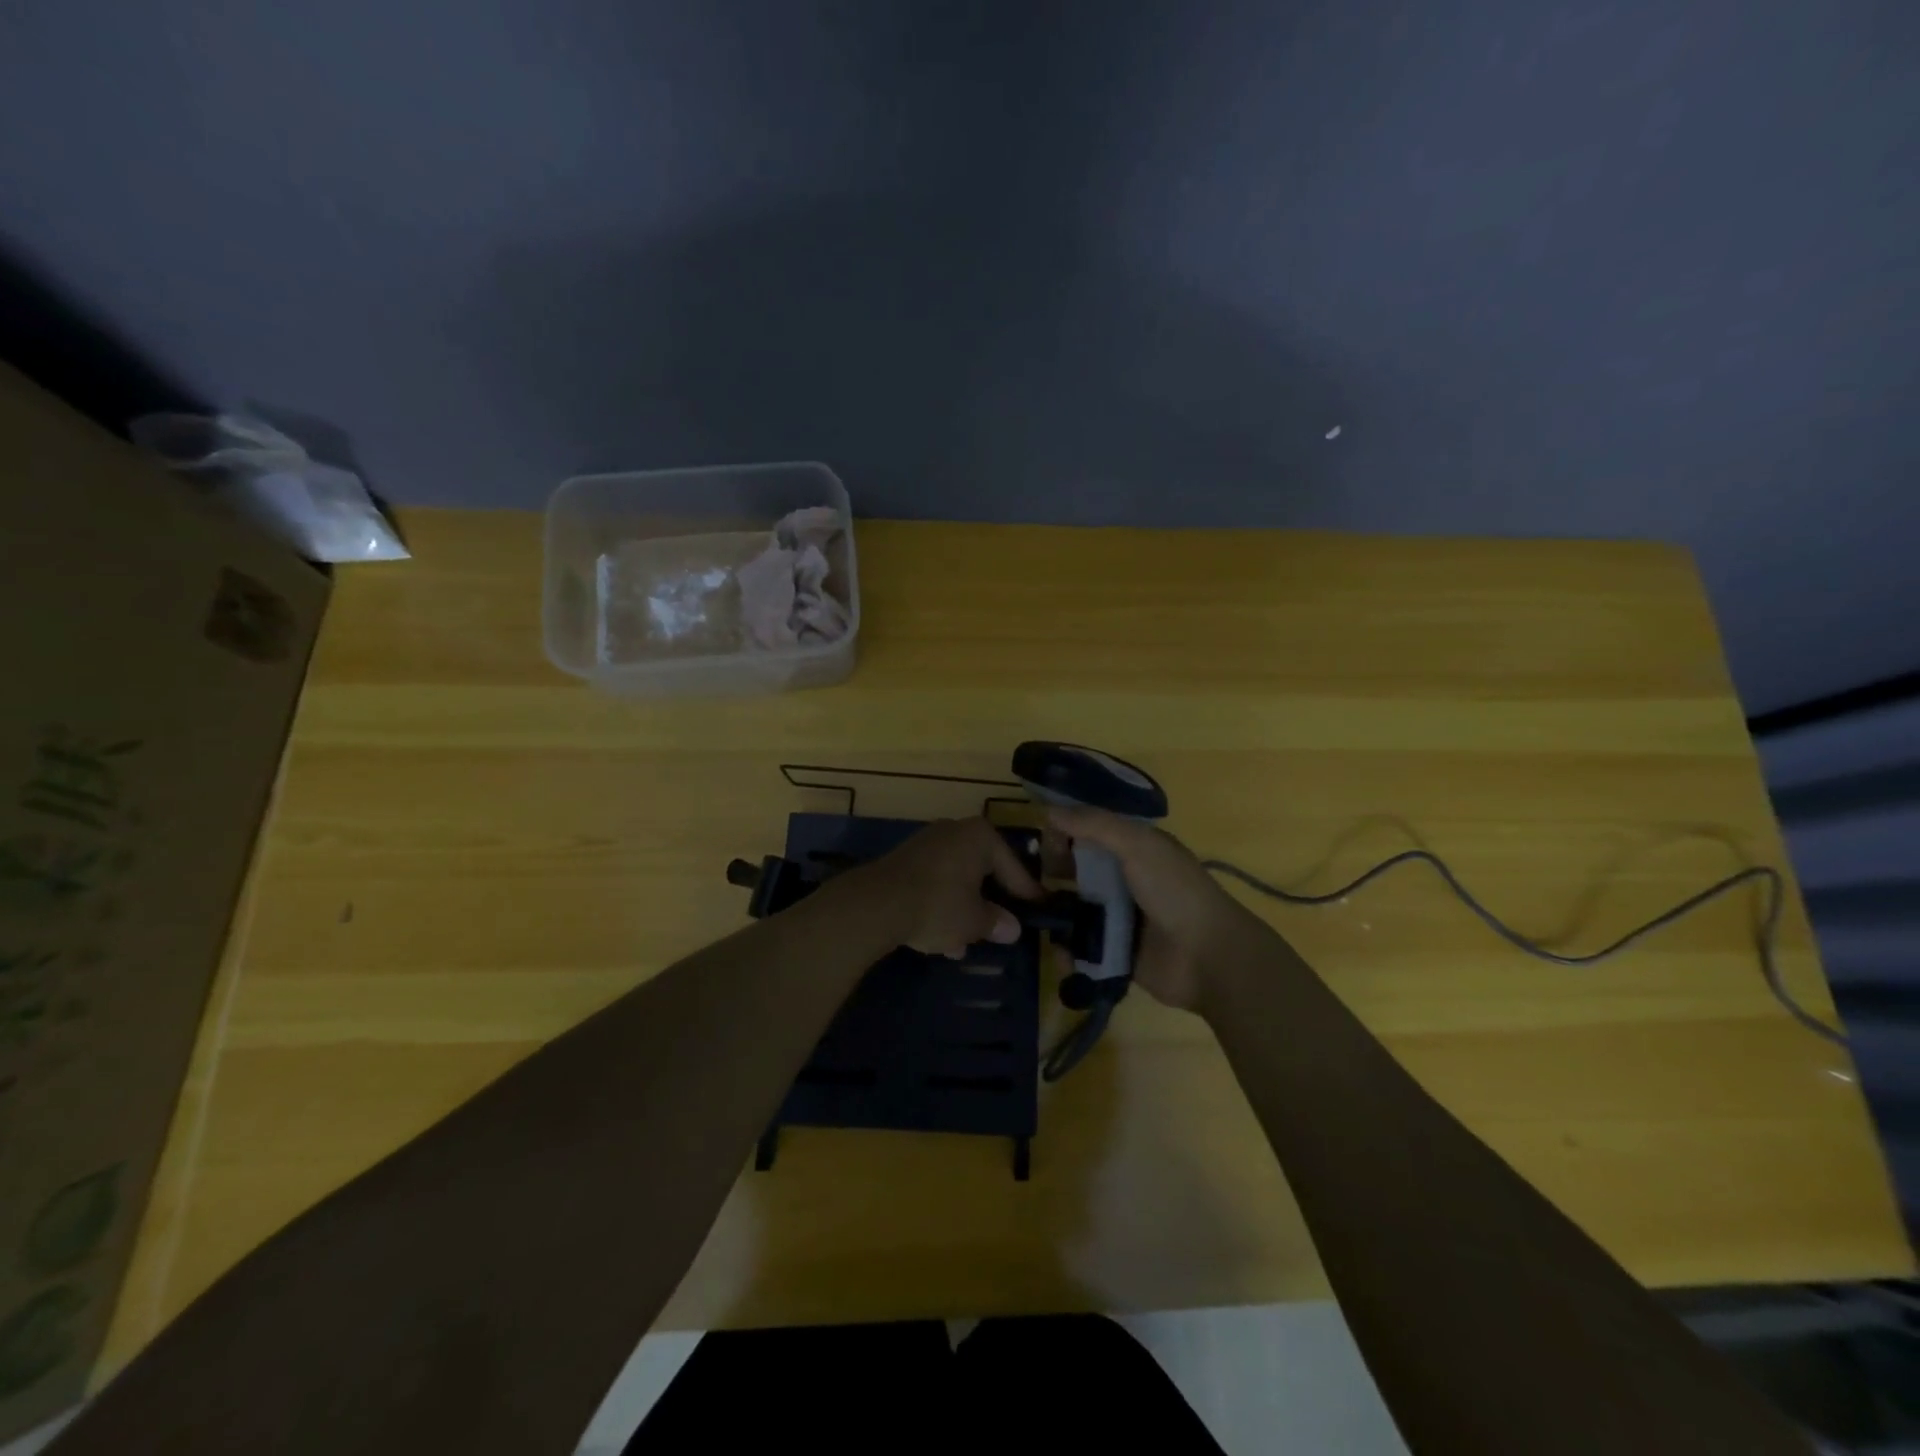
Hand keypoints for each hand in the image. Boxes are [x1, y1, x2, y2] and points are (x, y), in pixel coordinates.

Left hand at [852, 816, 1041, 958]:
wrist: (877, 904)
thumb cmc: (939, 905)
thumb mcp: (975, 921)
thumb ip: (996, 922)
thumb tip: (1012, 928)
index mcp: (980, 837)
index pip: (1013, 867)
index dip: (1026, 892)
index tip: (1038, 909)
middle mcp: (954, 831)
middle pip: (982, 870)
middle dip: (989, 903)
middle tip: (1001, 927)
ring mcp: (926, 844)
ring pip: (956, 879)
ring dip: (962, 910)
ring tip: (965, 944)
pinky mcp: (904, 861)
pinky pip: (934, 883)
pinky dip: (941, 906)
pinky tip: (940, 939)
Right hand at [1045, 806, 1258, 1009]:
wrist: (1208, 957)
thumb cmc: (1174, 890)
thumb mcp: (1137, 845)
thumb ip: (1094, 824)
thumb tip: (1048, 810)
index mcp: (1134, 847)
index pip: (1088, 831)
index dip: (1063, 832)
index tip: (1039, 841)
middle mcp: (1124, 879)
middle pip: (1076, 870)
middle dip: (1050, 875)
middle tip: (1029, 885)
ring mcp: (1119, 917)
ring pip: (1074, 910)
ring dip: (1054, 915)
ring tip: (1036, 921)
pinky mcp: (1114, 953)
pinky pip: (1081, 948)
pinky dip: (1068, 951)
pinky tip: (1059, 954)